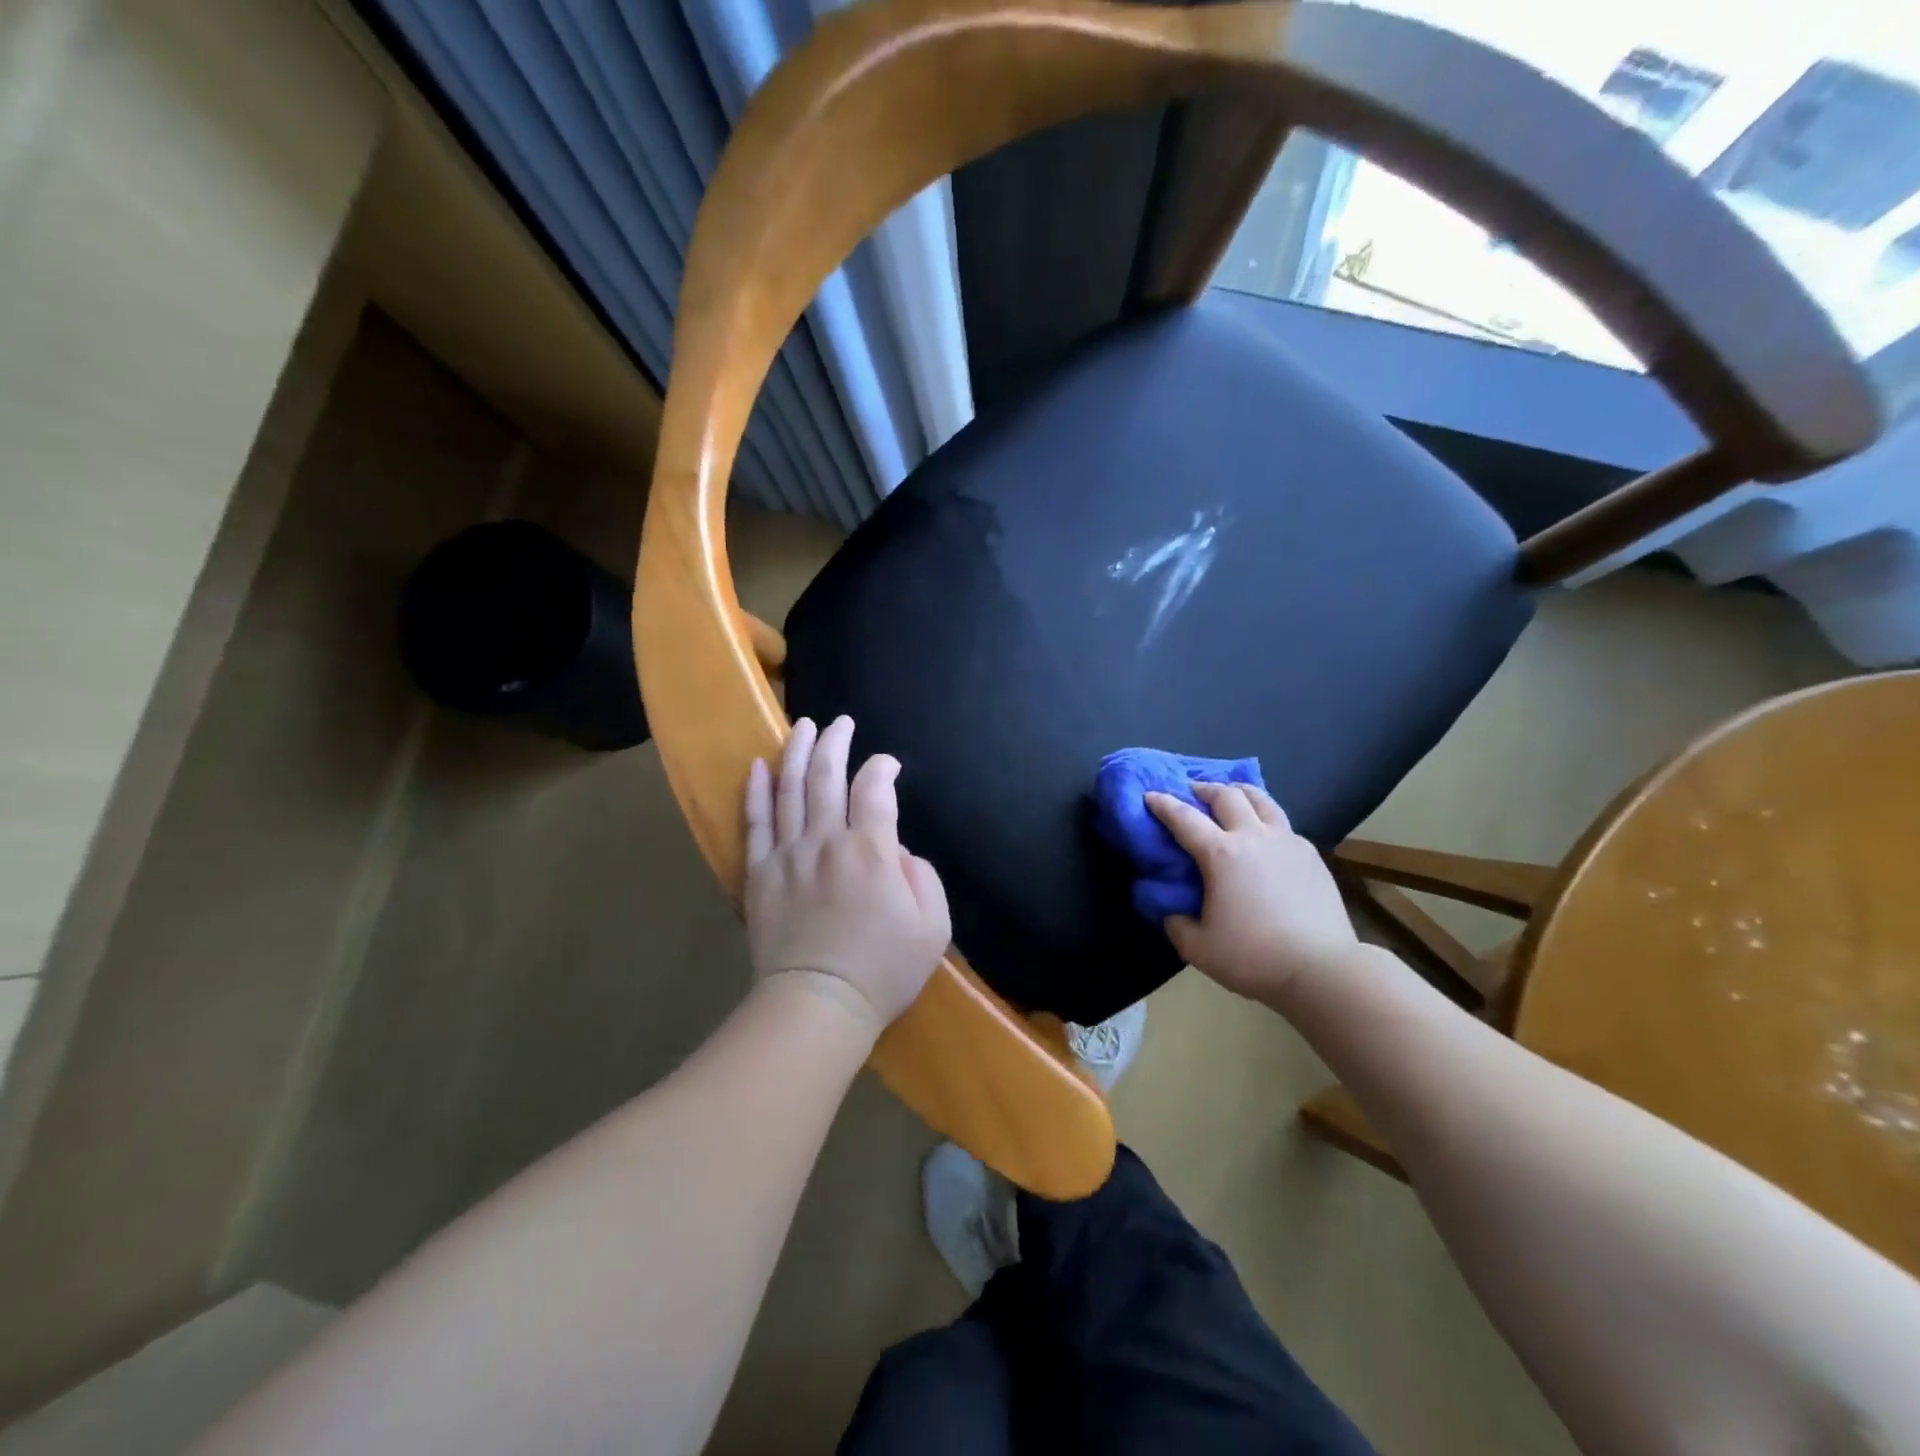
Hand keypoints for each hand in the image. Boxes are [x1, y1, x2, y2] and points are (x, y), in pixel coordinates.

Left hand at [744, 715, 951, 1035]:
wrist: (818, 1005)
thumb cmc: (882, 969)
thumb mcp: (934, 925)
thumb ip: (923, 875)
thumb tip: (895, 848)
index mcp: (871, 850)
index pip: (875, 788)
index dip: (883, 767)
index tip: (889, 764)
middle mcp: (826, 840)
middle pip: (828, 775)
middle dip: (836, 741)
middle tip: (840, 722)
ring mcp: (787, 854)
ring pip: (789, 788)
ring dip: (796, 752)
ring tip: (802, 725)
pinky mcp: (759, 874)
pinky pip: (755, 822)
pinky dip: (757, 791)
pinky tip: (759, 766)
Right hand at [1146, 782, 1360, 1004]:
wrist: (1322, 970)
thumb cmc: (1254, 957)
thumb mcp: (1197, 948)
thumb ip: (1176, 924)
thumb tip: (1172, 911)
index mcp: (1220, 854)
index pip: (1184, 818)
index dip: (1163, 804)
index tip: (1150, 794)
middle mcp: (1253, 837)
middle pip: (1226, 795)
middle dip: (1204, 788)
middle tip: (1192, 791)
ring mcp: (1287, 841)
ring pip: (1261, 799)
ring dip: (1239, 792)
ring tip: (1231, 794)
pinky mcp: (1311, 854)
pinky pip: (1282, 824)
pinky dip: (1265, 818)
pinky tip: (1263, 835)